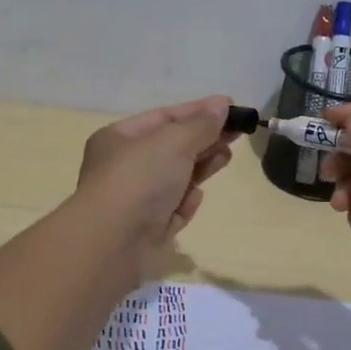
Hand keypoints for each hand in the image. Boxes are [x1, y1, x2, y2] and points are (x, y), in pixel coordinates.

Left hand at [74, 95, 236, 281]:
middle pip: (172, 147)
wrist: (113, 243)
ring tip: (226, 157)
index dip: (198, 111)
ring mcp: (135, 200)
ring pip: (175, 178)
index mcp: (119, 138)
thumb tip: (222, 105)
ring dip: (201, 167)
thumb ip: (201, 124)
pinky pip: (172, 209)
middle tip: (237, 133)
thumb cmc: (139, 180)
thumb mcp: (173, 142)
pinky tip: (197, 197)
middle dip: (204, 139)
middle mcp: (124, 167)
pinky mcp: (147, 230)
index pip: (164, 117)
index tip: (231, 107)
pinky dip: (186, 202)